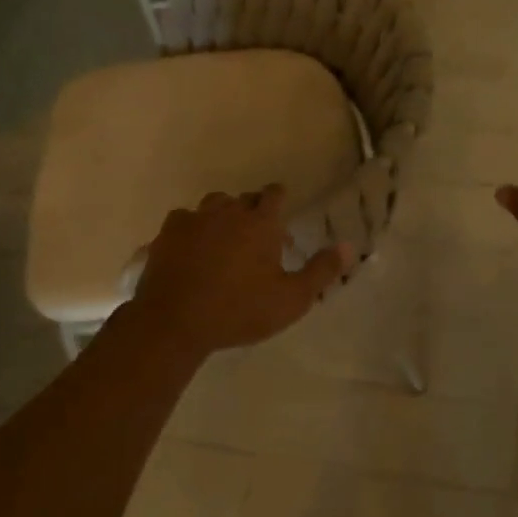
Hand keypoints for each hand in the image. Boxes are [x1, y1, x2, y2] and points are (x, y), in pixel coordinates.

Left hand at [123, 185, 350, 355]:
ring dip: (222, 216)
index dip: (279, 199)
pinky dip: (192, 229)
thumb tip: (349, 246)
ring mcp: (194, 219)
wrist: (175, 322)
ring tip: (224, 240)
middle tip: (258, 238)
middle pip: (244, 199)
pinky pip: (184, 220)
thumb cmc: (240, 310)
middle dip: (253, 211)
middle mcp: (228, 211)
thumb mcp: (291, 299)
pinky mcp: (168, 233)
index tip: (281, 214)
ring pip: (213, 205)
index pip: (274, 194)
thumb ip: (321, 271)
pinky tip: (192, 248)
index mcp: (261, 222)